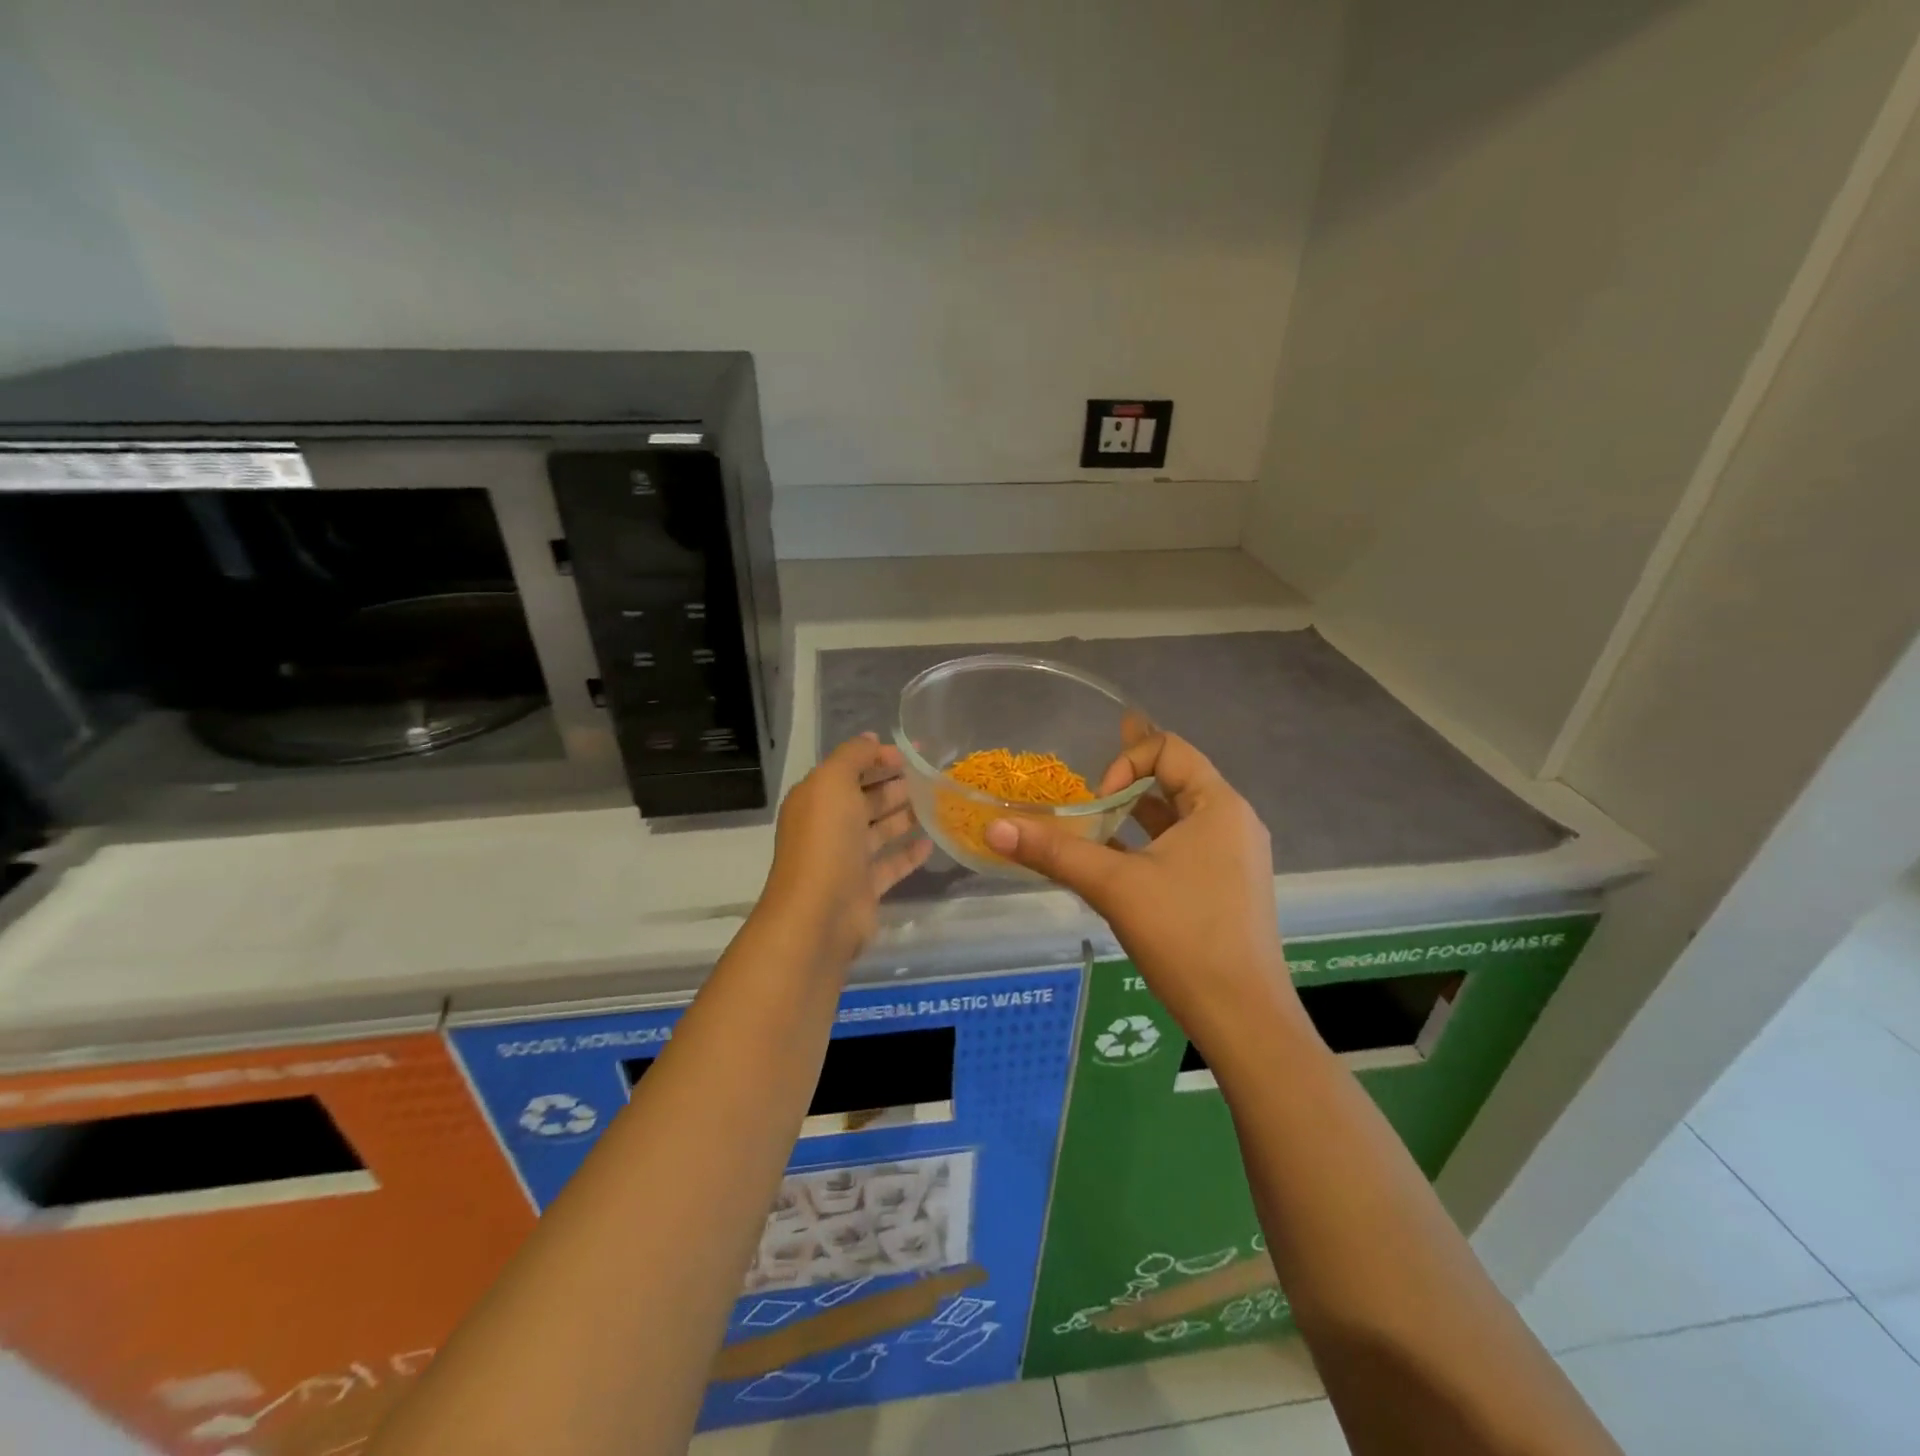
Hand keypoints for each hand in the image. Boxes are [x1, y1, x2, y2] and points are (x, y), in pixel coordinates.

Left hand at [759, 733, 932, 969]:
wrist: (819, 913)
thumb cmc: (825, 840)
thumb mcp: (833, 782)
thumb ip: (853, 756)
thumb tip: (872, 739)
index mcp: (816, 798)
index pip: (848, 769)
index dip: (877, 758)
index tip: (911, 754)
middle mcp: (829, 826)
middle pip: (865, 799)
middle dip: (894, 785)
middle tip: (930, 777)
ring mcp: (846, 859)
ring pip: (879, 830)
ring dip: (905, 816)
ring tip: (937, 803)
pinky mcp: (864, 888)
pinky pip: (890, 864)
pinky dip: (909, 853)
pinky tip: (932, 842)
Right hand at [983, 730, 1300, 1051]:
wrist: (1242, 1018)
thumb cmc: (1184, 936)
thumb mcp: (1114, 886)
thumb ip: (1054, 852)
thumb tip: (994, 828)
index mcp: (1219, 805)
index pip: (1169, 749)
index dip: (1126, 761)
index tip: (1099, 801)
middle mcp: (1233, 822)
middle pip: (1175, 778)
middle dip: (1127, 779)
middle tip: (1086, 789)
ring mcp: (1233, 857)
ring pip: (1176, 817)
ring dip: (1135, 814)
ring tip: (1093, 819)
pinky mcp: (1226, 888)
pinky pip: (1182, 848)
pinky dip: (1147, 844)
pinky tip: (1112, 862)